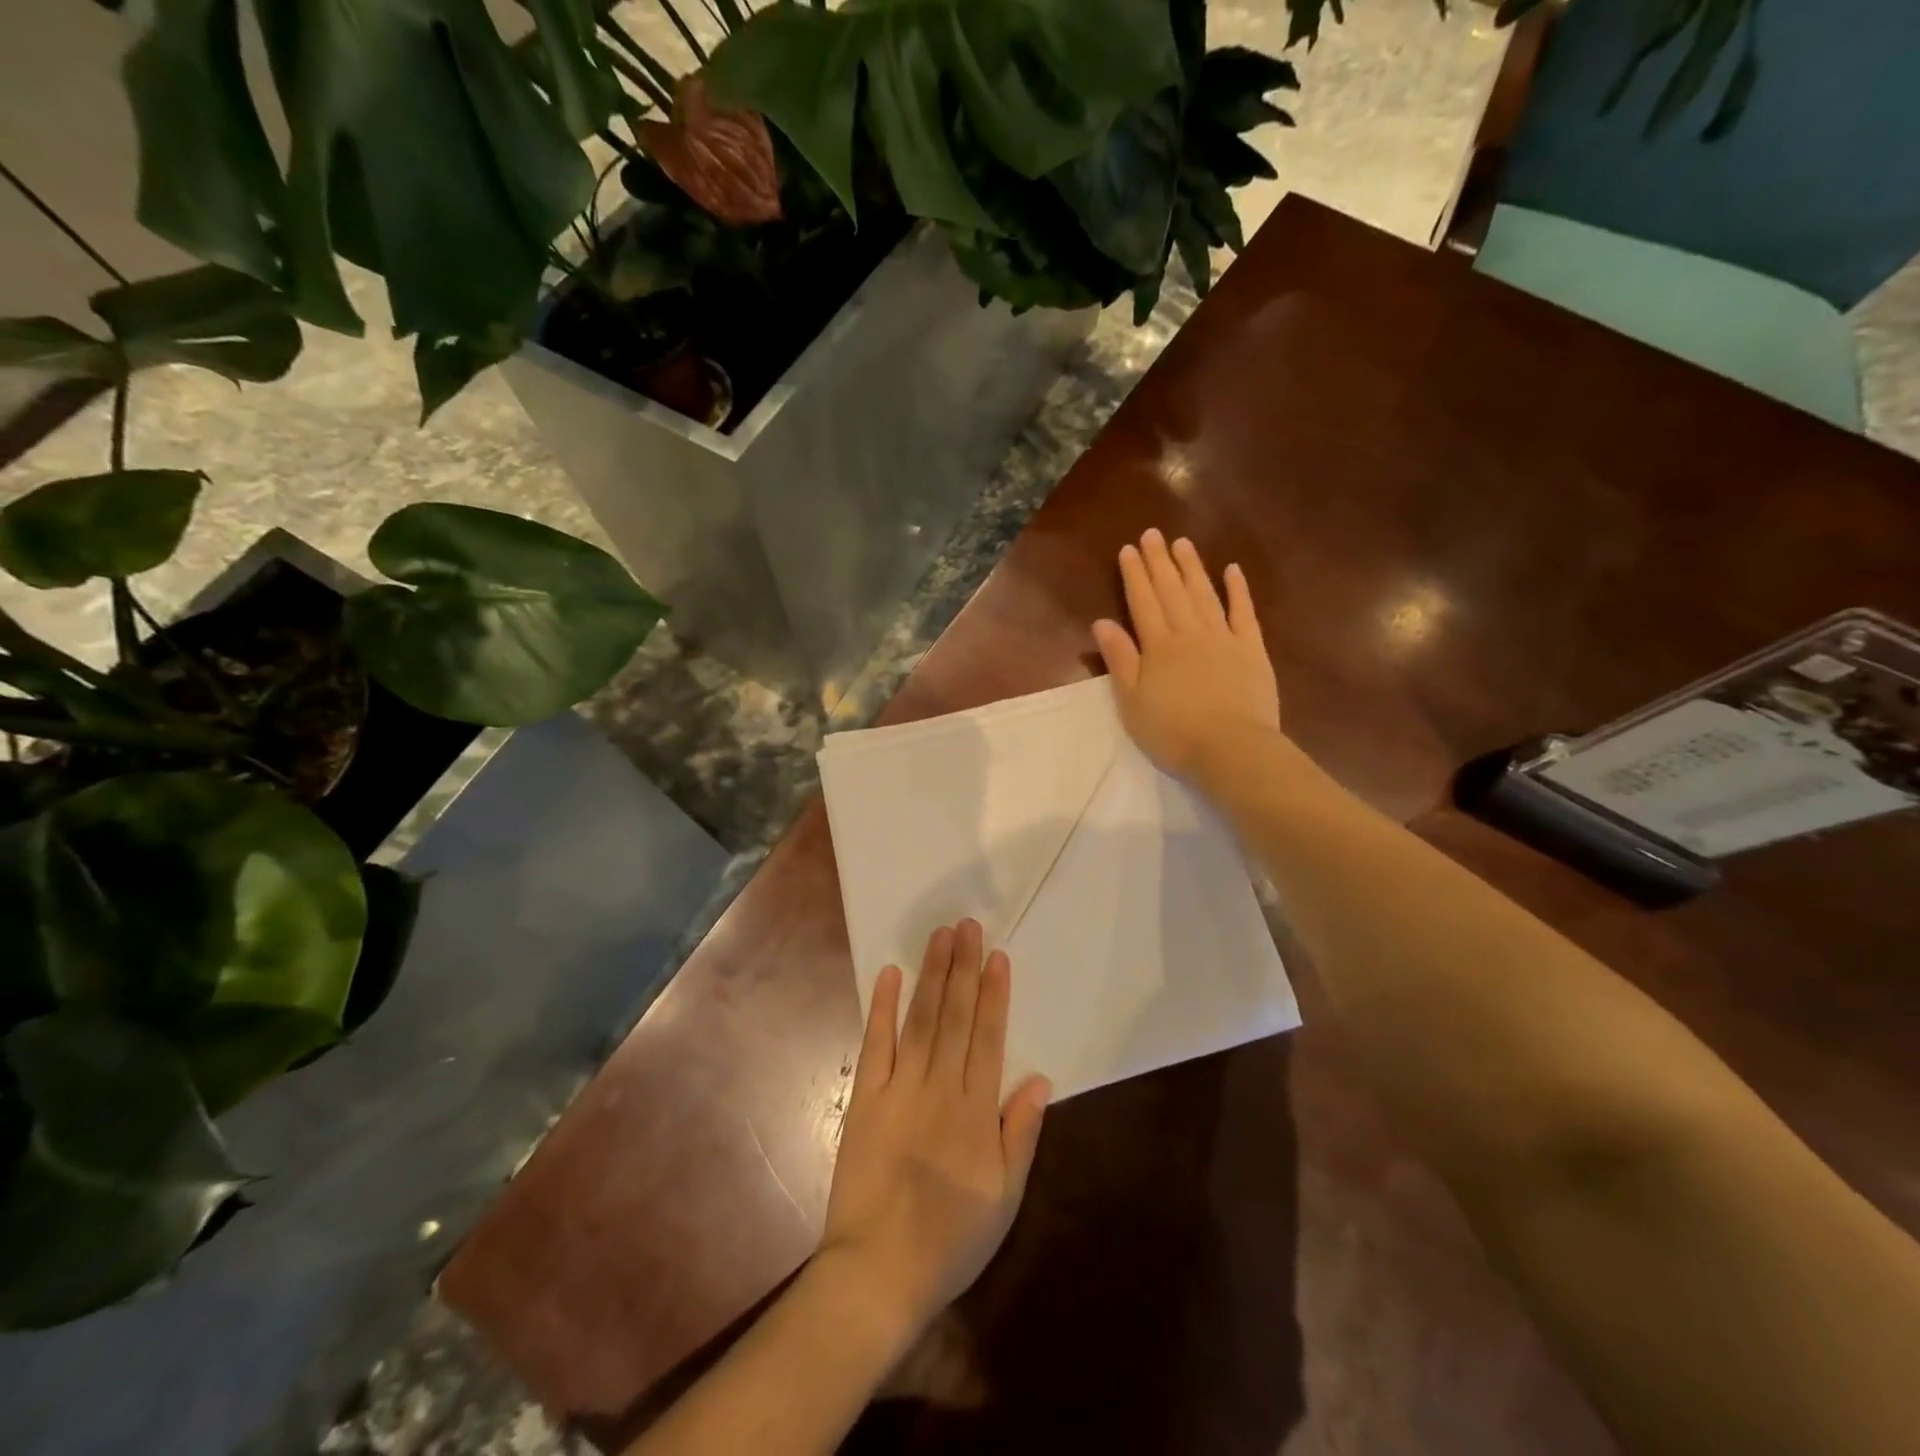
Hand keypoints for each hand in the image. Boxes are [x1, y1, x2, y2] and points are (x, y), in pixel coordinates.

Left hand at [819, 920, 1050, 1333]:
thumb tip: (1039, 1078)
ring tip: (940, 937)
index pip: (989, 1038)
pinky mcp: (866, 1100)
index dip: (994, 994)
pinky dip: (882, 1008)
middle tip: (967, 926)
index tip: (997, 956)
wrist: (878, 1273)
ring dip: (931, 976)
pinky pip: (875, 1045)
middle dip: (963, 968)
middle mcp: (939, 1088)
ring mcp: (899, 1089)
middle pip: (955, 1017)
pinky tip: (888, 975)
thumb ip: (1020, 1134)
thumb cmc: (950, 1239)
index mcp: (975, 1111)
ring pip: (921, 1020)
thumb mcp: (1004, 1198)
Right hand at [1092, 528, 1280, 778]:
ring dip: (1192, 567)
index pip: (1143, 602)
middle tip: (1152, 534)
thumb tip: (1102, 622)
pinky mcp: (1252, 650)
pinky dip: (1238, 590)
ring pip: (1204, 594)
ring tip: (1182, 543)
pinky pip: (1243, 613)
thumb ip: (1119, 660)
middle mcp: (1190, 633)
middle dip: (1160, 562)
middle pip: (1172, 591)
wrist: (1232, 749)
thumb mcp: (1132, 702)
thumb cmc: (1173, 732)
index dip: (1134, 575)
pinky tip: (1232, 570)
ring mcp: (1224, 638)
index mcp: (1158, 647)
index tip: (1128, 549)